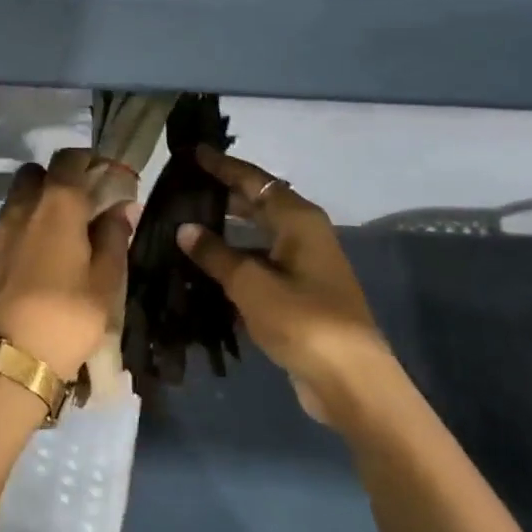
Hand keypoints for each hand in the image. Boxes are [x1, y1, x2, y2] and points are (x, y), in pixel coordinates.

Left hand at [0, 148, 133, 380]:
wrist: (5, 362)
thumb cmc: (67, 317)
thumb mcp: (106, 282)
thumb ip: (114, 237)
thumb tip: (120, 208)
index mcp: (57, 205)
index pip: (69, 159)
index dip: (86, 162)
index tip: (100, 178)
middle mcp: (18, 209)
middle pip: (33, 175)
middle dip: (53, 183)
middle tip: (74, 212)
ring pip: (12, 207)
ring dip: (30, 214)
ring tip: (48, 249)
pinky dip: (11, 245)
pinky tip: (22, 275)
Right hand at [176, 148, 393, 424]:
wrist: (348, 378)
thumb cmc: (302, 320)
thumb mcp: (252, 284)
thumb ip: (216, 254)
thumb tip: (186, 228)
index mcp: (298, 219)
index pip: (254, 181)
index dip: (222, 166)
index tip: (193, 153)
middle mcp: (303, 234)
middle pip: (258, 204)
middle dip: (223, 195)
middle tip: (183, 189)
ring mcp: (303, 265)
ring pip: (257, 237)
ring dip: (226, 232)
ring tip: (186, 226)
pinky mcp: (299, 293)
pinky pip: (260, 265)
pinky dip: (235, 262)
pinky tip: (205, 269)